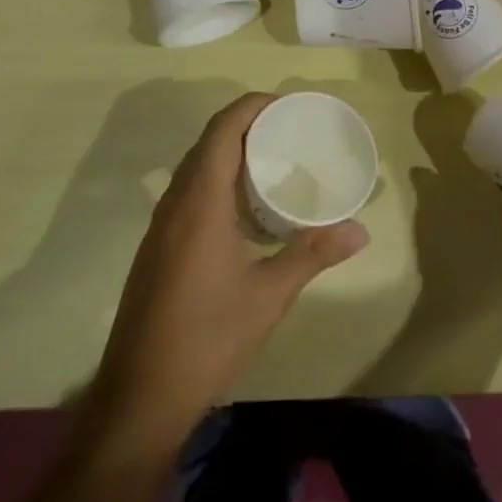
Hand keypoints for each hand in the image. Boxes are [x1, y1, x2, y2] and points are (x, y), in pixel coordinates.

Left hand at [83, 93, 367, 447]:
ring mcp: (161, 227)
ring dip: (230, 153)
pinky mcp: (157, 248)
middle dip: (247, 125)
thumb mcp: (269, 295)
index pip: (223, 129)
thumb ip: (313, 254)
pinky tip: (245, 209)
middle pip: (208, 142)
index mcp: (199, 201)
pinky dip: (217, 180)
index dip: (253, 106)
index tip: (288, 105)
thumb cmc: (207, 337)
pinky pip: (189, 192)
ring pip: (195, 168)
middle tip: (290, 130)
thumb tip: (361, 229)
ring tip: (274, 160)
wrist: (140, 397)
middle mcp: (175, 203)